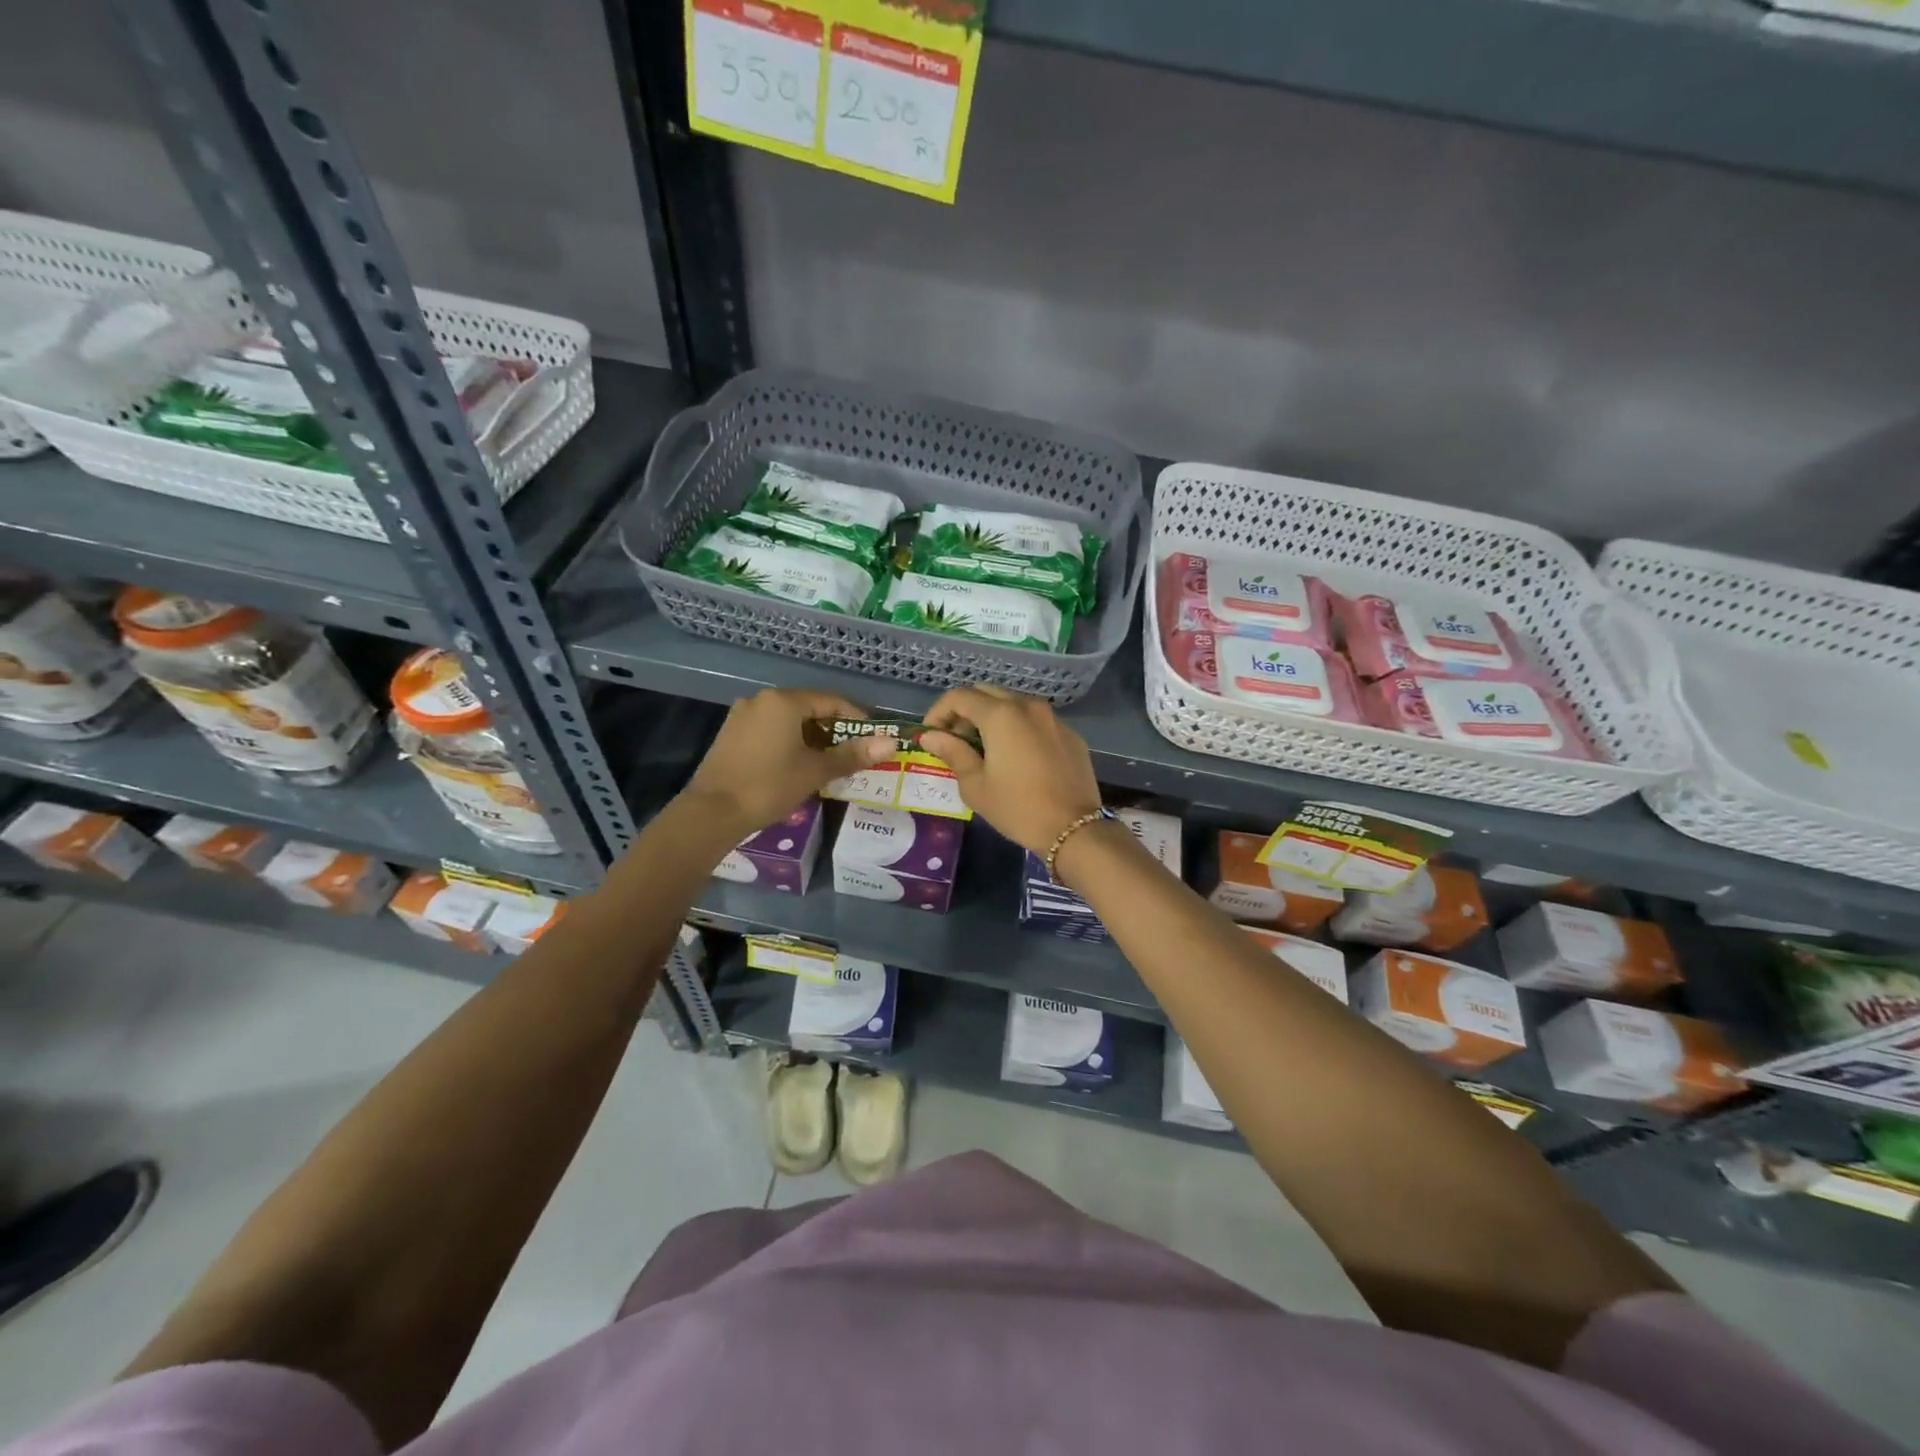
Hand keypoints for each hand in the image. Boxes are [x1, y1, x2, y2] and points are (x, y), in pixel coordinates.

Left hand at [683, 689, 896, 836]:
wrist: (712, 813)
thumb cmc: (769, 786)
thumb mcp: (816, 771)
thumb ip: (853, 755)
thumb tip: (891, 743)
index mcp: (784, 701)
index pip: (832, 701)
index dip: (856, 720)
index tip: (872, 740)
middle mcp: (762, 700)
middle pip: (810, 709)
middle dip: (834, 731)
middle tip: (853, 755)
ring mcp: (743, 716)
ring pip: (789, 721)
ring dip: (812, 738)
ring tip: (829, 763)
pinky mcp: (732, 734)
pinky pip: (771, 730)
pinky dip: (790, 742)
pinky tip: (798, 765)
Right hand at [921, 685, 1101, 854]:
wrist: (1074, 829)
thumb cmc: (1017, 808)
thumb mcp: (976, 785)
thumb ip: (952, 752)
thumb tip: (930, 736)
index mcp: (1001, 715)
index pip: (960, 697)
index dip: (939, 711)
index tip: (931, 734)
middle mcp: (1028, 706)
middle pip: (987, 693)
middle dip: (965, 711)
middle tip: (955, 739)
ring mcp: (1053, 718)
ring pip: (1014, 703)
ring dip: (993, 717)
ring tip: (984, 747)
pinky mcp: (1070, 734)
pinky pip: (1036, 720)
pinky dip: (1018, 728)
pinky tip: (1016, 757)